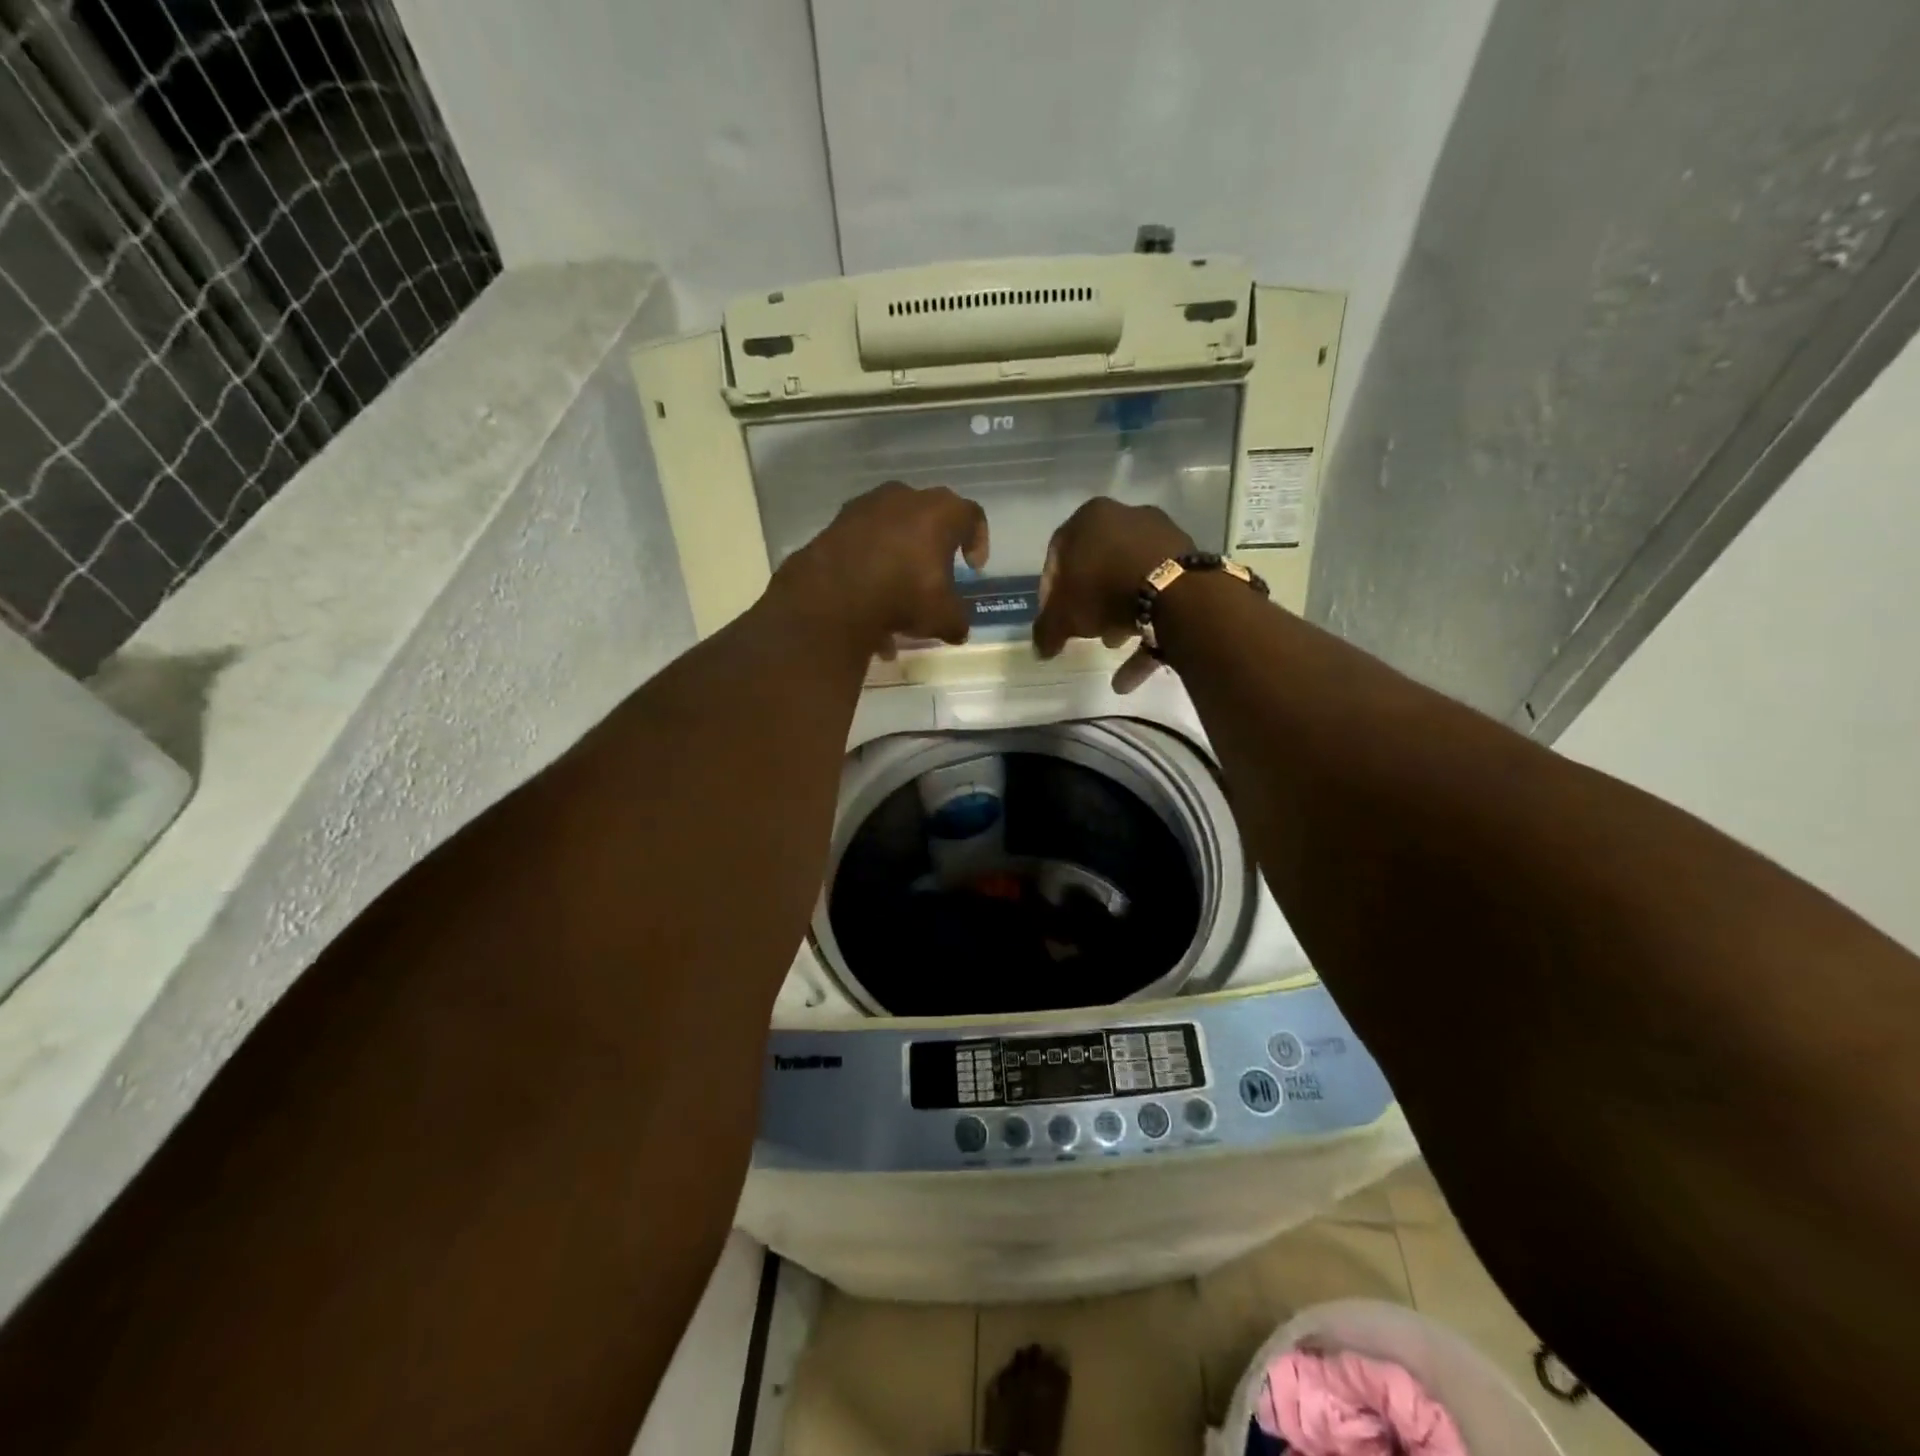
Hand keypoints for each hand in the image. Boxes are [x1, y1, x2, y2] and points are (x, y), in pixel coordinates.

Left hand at [774, 481, 989, 657]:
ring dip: (898, 561)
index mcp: (940, 512)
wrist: (833, 595)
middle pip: (929, 519)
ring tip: (895, 602)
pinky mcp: (836, 523)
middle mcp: (904, 498)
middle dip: (933, 549)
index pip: (971, 516)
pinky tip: (867, 604)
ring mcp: (866, 506)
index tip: (972, 568)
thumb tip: (958, 629)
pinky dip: (869, 567)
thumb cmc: (903, 595)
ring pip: (892, 532)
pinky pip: (863, 543)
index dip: (978, 541)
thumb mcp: (943, 617)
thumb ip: (957, 620)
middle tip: (934, 578)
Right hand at [1033, 499, 1192, 691]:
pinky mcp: (1188, 563)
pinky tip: (1131, 671)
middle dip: (1089, 601)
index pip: (1058, 554)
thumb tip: (1041, 650)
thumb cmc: (1105, 591)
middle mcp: (1128, 517)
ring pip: (1131, 580)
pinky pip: (1160, 595)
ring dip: (1118, 615)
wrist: (1176, 594)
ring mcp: (1163, 538)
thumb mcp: (1064, 616)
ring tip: (1111, 644)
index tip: (1052, 616)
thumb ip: (1047, 630)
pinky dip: (1146, 629)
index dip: (1050, 590)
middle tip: (1082, 628)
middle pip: (1099, 565)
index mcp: (1091, 518)